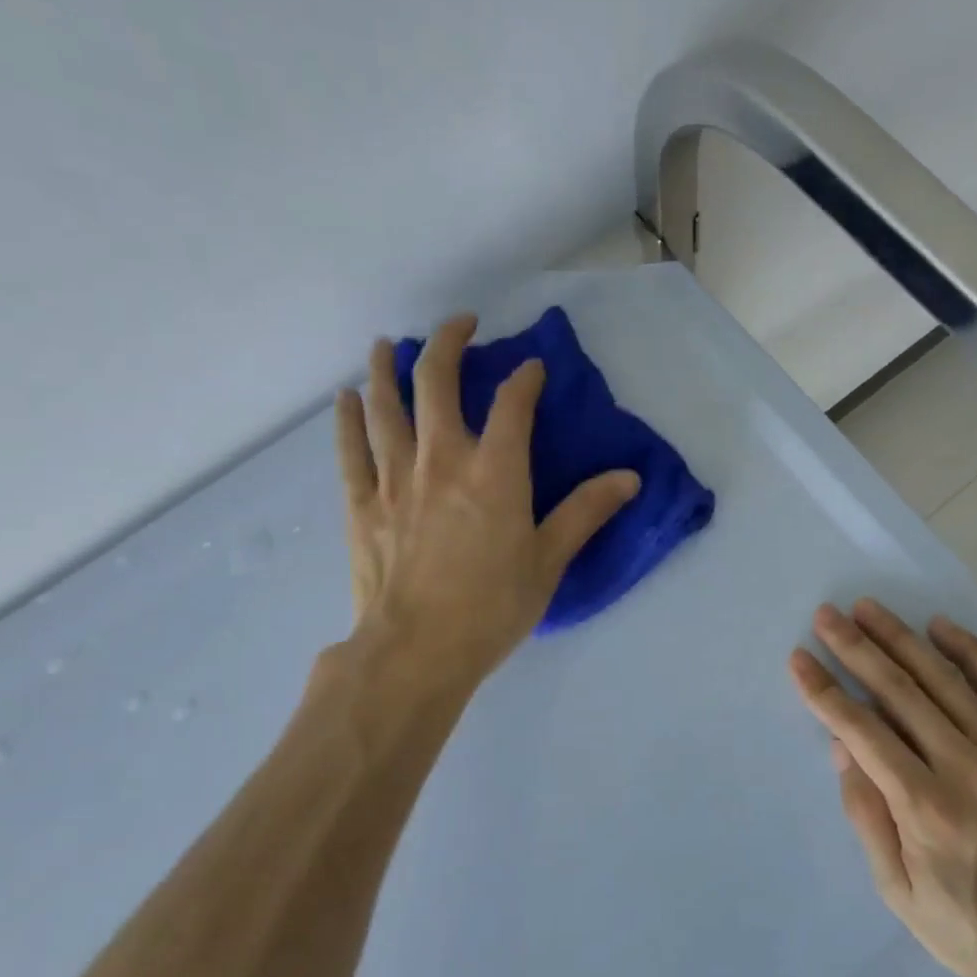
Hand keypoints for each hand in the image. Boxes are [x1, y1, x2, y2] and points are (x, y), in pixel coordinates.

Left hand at [332, 314, 640, 687]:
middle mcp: (442, 460)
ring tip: (388, 345)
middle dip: (448, 344)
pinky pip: (350, 449)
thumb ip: (586, 512)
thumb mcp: (549, 561)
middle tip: (460, 325)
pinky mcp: (362, 504)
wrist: (416, 651)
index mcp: (496, 472)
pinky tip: (346, 398)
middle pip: (436, 382)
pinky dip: (348, 419)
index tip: (532, 368)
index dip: (525, 378)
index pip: (513, 404)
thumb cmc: (492, 608)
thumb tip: (630, 478)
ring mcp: (395, 479)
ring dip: (387, 369)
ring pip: (386, 406)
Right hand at [789, 599, 976, 976]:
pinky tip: (940, 625)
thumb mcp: (903, 896)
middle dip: (856, 648)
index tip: (800, 659)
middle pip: (899, 692)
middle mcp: (965, 767)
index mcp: (925, 808)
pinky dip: (969, 650)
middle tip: (827, 615)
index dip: (825, 692)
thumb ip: (869, 819)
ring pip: (945, 679)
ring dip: (902, 638)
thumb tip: (842, 749)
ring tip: (869, 608)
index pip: (862, 731)